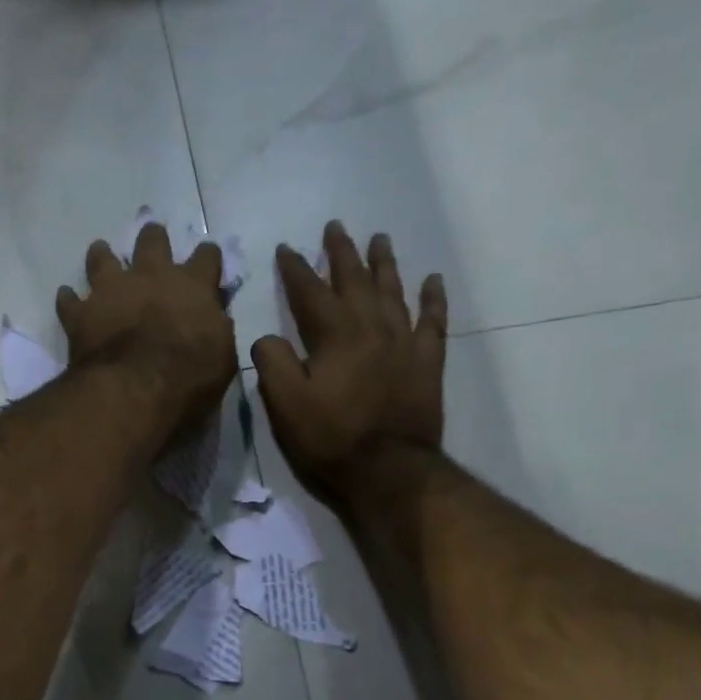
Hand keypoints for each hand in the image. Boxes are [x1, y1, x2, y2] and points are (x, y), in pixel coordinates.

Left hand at [57, 222, 237, 437]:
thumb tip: (212, 322)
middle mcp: (150, 276)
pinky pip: (69, 300)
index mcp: (192, 285)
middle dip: (153, 238)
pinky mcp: (81, 313)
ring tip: (101, 253)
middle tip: (152, 239)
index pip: (206, 256)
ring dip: (102, 256)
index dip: (207, 257)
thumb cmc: (188, 376)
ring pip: (102, 258)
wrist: (134, 390)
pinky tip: (68, 300)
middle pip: (152, 241)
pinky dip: (69, 300)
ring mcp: (111, 290)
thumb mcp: (222, 357)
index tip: (207, 259)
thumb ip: (216, 331)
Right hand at [252, 222, 447, 497]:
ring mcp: (403, 343)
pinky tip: (432, 281)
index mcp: (334, 336)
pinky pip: (433, 322)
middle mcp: (371, 328)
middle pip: (355, 281)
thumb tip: (267, 338)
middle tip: (335, 227)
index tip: (287, 248)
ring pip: (393, 292)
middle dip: (341, 253)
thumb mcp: (285, 405)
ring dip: (384, 264)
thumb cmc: (331, 438)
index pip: (310, 291)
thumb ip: (272, 363)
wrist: (389, 471)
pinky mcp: (427, 364)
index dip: (295, 269)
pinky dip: (433, 300)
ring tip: (379, 239)